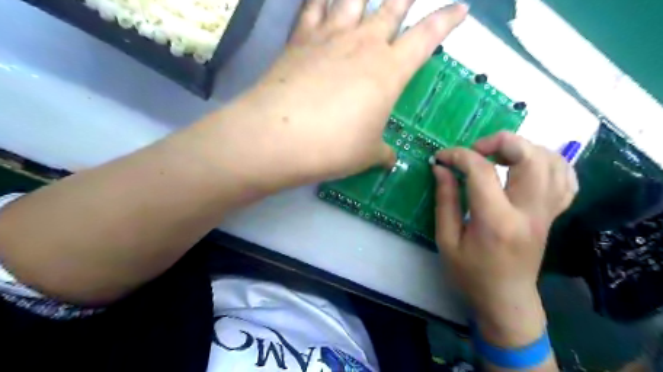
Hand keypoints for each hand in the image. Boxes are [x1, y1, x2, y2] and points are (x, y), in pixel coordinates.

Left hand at [229, 1, 464, 185]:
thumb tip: (389, 159)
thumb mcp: (367, 155)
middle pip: (391, 7)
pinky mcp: (299, 40)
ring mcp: (330, 37)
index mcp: (389, 70)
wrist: (280, 137)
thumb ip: (382, 153)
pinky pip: (312, 6)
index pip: (427, 37)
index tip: (460, 9)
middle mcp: (363, 44)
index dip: (446, 21)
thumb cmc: (334, 147)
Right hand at [434, 132, 578, 346]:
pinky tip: (527, 165)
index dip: (458, 156)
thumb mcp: (446, 240)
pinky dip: (548, 161)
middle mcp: (528, 211)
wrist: (506, 299)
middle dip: (500, 141)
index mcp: (496, 221)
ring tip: (498, 155)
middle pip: (530, 156)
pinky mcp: (553, 215)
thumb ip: (445, 200)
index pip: (482, 171)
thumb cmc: (470, 274)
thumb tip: (441, 168)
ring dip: (524, 148)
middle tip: (475, 150)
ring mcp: (547, 212)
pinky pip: (565, 178)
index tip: (442, 157)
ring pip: (552, 161)